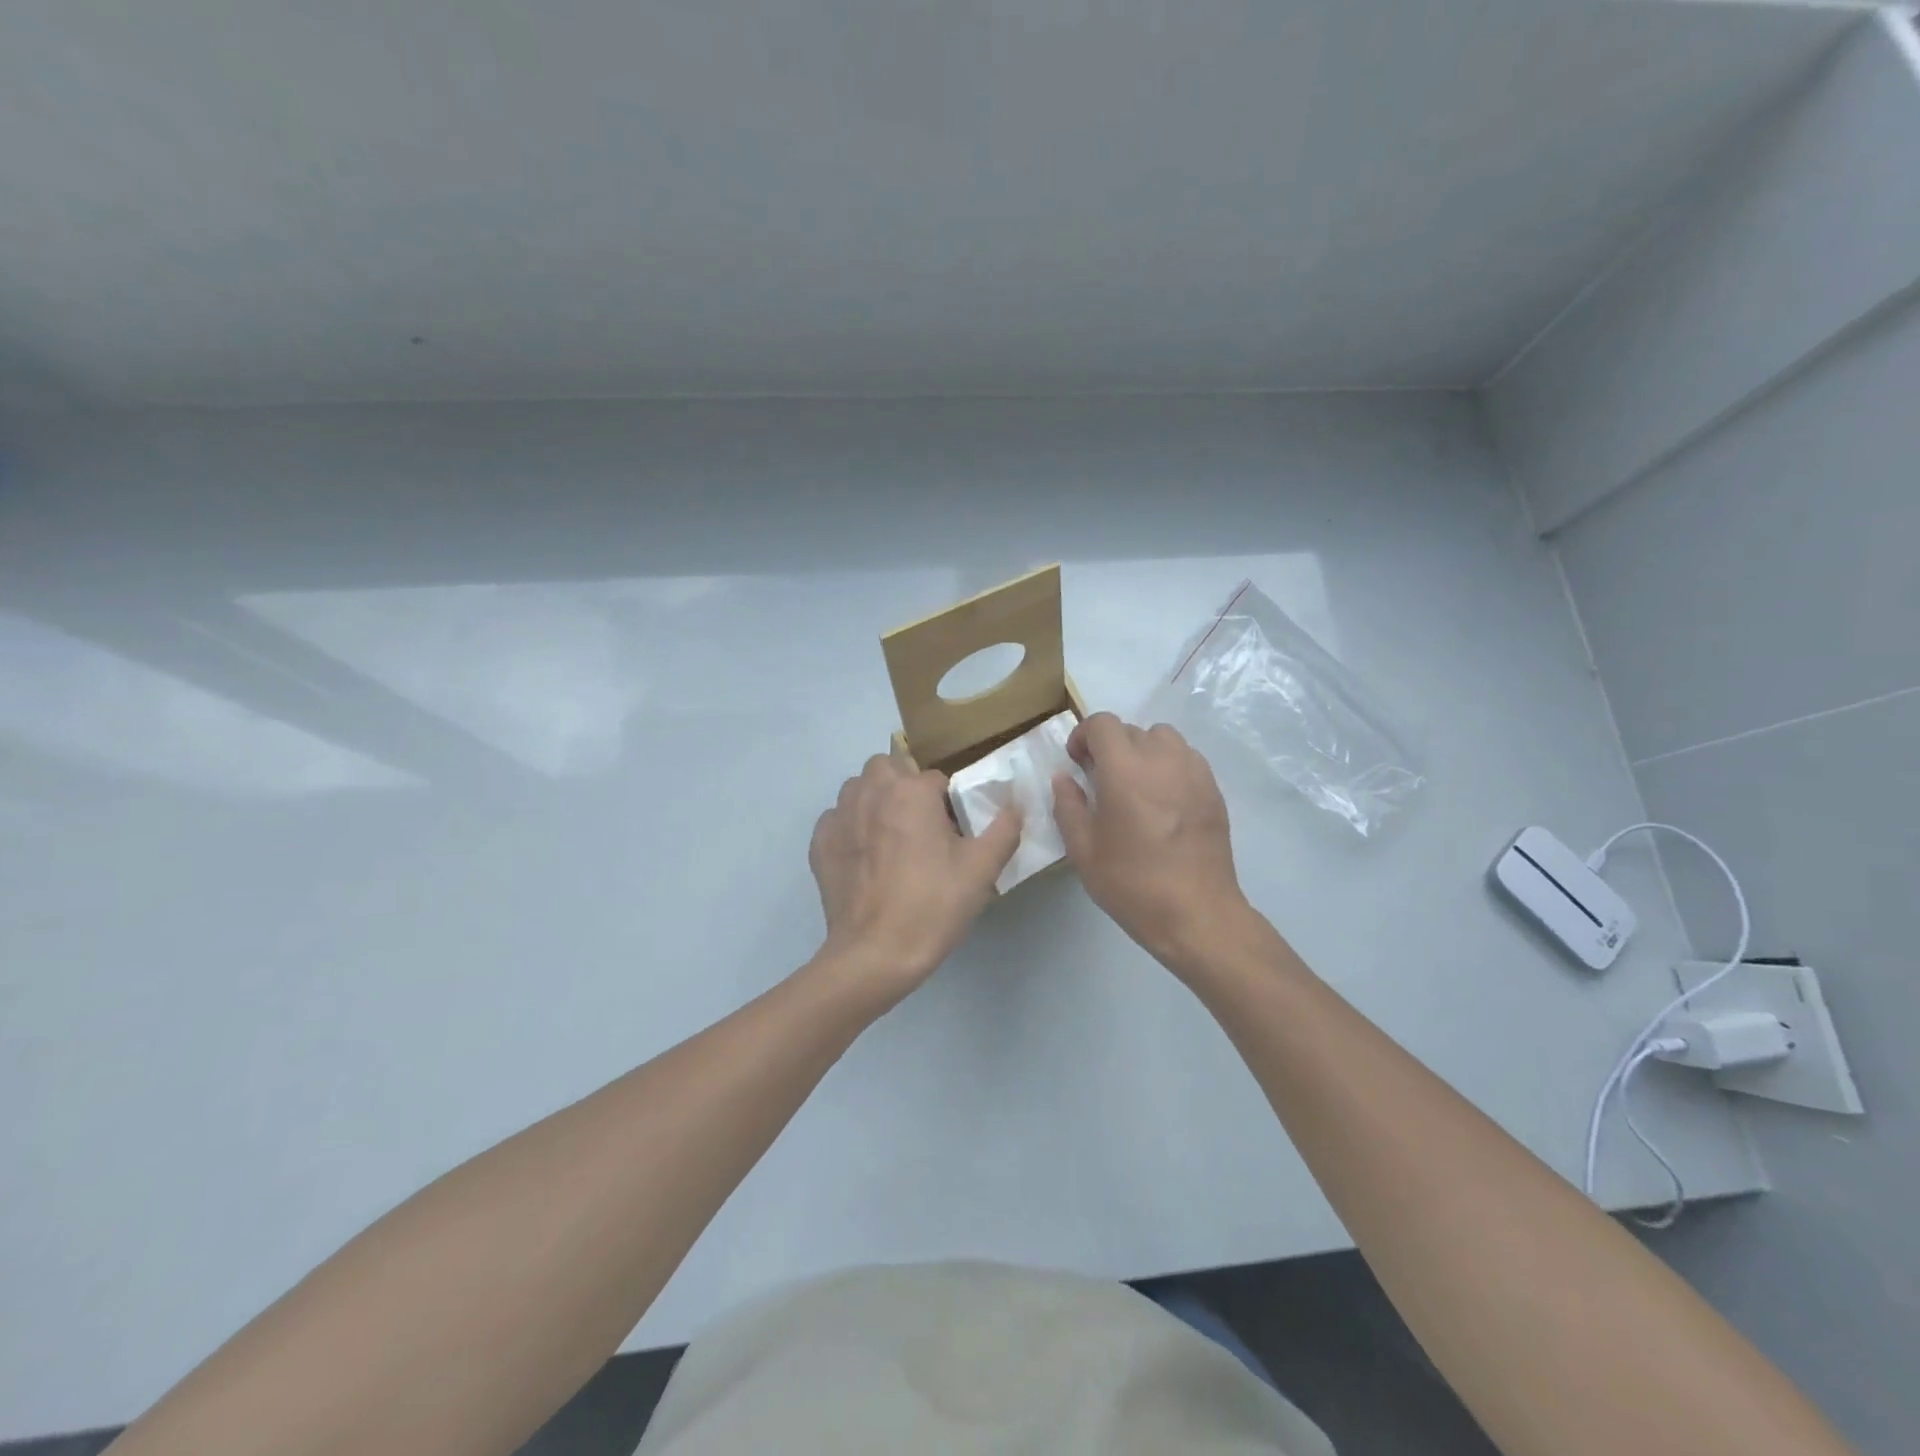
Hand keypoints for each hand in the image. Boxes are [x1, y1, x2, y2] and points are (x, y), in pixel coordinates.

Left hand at [808, 753, 1021, 1008]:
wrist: (875, 954)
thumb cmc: (933, 905)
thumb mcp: (982, 869)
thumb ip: (1004, 829)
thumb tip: (1014, 806)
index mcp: (910, 791)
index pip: (935, 778)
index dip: (948, 803)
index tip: (952, 834)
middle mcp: (870, 792)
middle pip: (888, 768)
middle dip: (903, 786)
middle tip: (919, 825)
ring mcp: (839, 816)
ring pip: (858, 789)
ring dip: (874, 801)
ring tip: (890, 839)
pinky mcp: (820, 843)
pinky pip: (837, 819)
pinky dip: (850, 828)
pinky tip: (865, 859)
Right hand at [1052, 713, 1252, 970]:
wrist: (1196, 914)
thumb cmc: (1132, 884)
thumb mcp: (1084, 850)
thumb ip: (1068, 806)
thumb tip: (1064, 778)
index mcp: (1125, 770)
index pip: (1103, 724)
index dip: (1084, 736)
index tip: (1077, 763)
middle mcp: (1162, 759)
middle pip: (1131, 730)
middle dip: (1110, 746)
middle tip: (1101, 780)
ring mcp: (1194, 772)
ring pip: (1164, 738)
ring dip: (1143, 751)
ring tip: (1136, 785)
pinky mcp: (1213, 789)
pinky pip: (1186, 758)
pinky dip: (1169, 766)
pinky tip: (1163, 801)